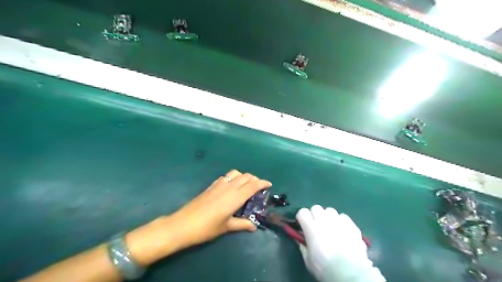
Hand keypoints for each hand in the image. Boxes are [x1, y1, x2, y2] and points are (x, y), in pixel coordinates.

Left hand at [168, 169, 272, 245]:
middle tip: (258, 188)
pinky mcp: (211, 186)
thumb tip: (253, 226)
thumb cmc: (206, 228)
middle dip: (254, 179)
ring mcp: (218, 185)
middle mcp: (228, 187)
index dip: (262, 183)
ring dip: (243, 176)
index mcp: (235, 197)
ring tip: (245, 186)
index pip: (252, 185)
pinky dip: (233, 178)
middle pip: (245, 176)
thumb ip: (242, 224)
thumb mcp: (226, 227)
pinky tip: (231, 187)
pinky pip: (226, 177)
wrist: (183, 224)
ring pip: (235, 173)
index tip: (269, 184)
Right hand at [295, 205, 384, 281]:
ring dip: (328, 217)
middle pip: (316, 208)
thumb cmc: (326, 268)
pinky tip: (342, 230)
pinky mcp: (351, 224)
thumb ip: (303, 246)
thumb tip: (300, 239)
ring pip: (330, 210)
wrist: (350, 273)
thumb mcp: (308, 260)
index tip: (303, 225)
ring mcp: (338, 221)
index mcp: (311, 228)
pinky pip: (343, 216)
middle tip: (317, 226)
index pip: (302, 212)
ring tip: (330, 227)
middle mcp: (324, 220)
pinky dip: (341, 221)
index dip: (302, 218)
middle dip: (314, 215)